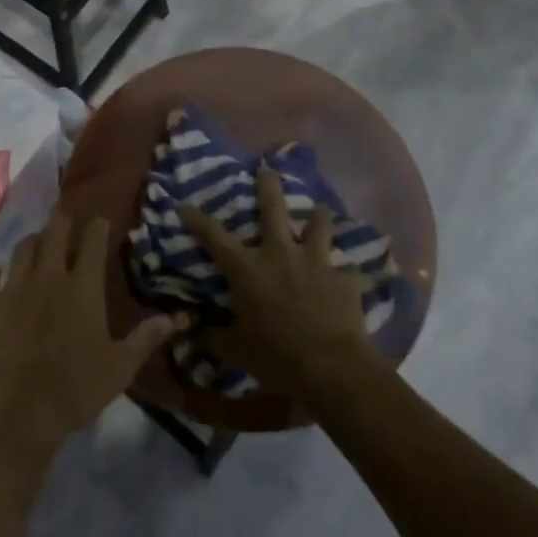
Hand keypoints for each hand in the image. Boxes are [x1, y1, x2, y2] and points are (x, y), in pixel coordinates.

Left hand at [0, 214, 184, 461]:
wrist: (14, 415)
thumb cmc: (74, 391)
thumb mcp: (119, 368)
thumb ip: (145, 338)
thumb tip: (176, 317)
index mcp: (82, 287)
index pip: (92, 241)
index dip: (97, 226)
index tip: (99, 220)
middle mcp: (48, 276)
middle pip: (55, 233)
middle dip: (63, 222)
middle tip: (66, 219)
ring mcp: (13, 287)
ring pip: (23, 248)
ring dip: (33, 242)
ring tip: (37, 244)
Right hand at [177, 165, 375, 399]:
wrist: (331, 368)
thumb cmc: (276, 357)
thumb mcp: (237, 351)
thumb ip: (215, 337)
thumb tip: (195, 334)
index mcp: (248, 269)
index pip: (215, 237)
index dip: (197, 219)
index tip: (186, 204)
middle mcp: (280, 254)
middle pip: (273, 208)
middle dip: (268, 185)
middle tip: (267, 168)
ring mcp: (315, 262)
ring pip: (318, 224)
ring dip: (319, 216)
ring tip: (321, 209)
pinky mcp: (344, 278)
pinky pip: (347, 268)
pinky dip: (346, 270)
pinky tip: (352, 274)